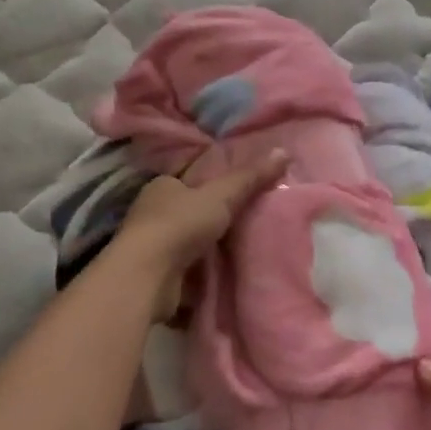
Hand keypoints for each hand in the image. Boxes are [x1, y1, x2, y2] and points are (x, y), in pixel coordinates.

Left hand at [112, 151, 288, 320]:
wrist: (146, 278)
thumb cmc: (179, 225)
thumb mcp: (221, 196)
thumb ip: (251, 177)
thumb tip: (284, 152)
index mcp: (161, 187)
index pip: (190, 180)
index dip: (213, 184)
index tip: (238, 191)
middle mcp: (152, 215)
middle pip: (190, 212)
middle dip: (213, 218)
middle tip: (249, 220)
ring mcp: (152, 248)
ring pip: (188, 244)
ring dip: (208, 250)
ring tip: (244, 250)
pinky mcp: (156, 278)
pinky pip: (186, 272)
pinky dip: (202, 276)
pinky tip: (225, 277)